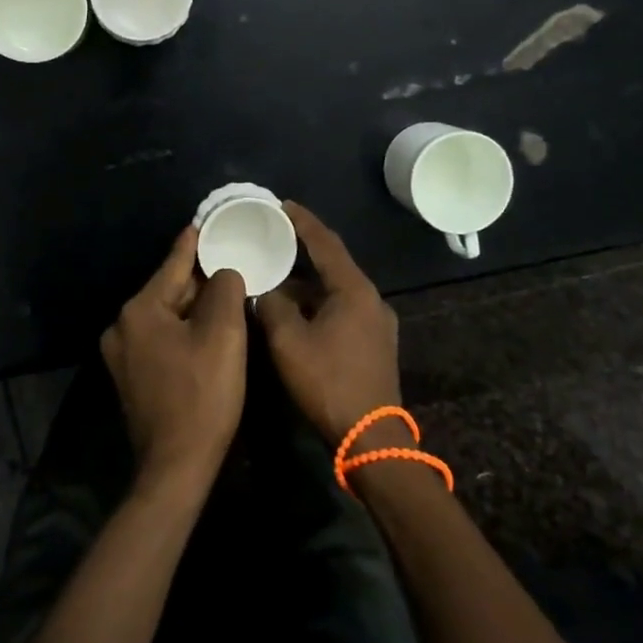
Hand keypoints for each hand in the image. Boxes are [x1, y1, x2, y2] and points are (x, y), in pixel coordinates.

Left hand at [100, 227, 247, 494]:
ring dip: (194, 308)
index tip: (205, 221)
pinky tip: (206, 333)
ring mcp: (122, 354)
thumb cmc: (202, 395)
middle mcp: (122, 326)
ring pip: (166, 316)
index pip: (173, 264)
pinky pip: (161, 338)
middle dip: (200, 281)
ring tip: (225, 296)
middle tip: (230, 265)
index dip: (194, 242)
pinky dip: (183, 331)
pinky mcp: (130, 376)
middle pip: (169, 290)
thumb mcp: (223, 334)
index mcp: (140, 309)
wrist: (176, 467)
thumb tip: (223, 272)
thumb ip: (224, 288)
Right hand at [255, 203, 402, 446]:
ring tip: (277, 276)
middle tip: (274, 237)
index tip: (282, 204)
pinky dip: (318, 302)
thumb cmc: (329, 383)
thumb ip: (272, 306)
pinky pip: (342, 308)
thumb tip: (265, 290)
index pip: (325, 243)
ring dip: (308, 283)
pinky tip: (296, 311)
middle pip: (333, 264)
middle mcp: (371, 299)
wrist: (372, 438)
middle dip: (303, 250)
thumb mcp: (289, 342)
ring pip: (336, 290)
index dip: (303, 221)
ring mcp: (377, 322)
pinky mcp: (375, 343)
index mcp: (354, 290)